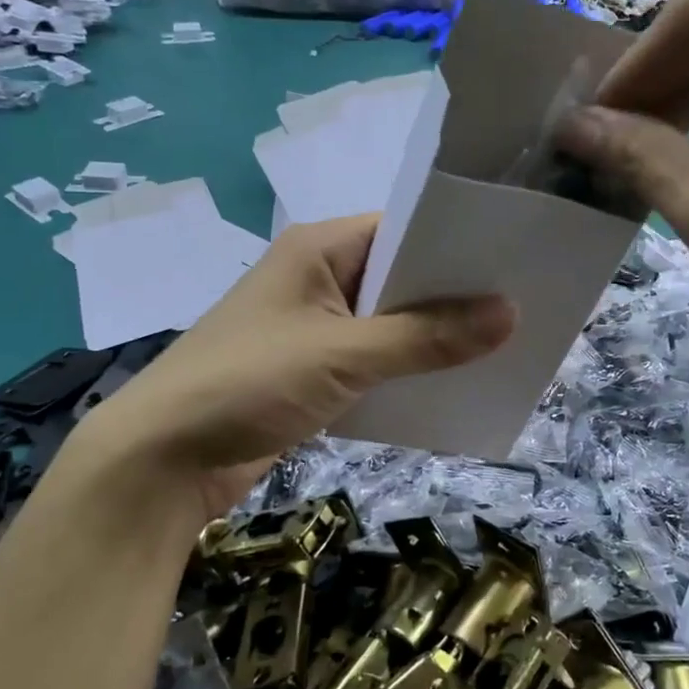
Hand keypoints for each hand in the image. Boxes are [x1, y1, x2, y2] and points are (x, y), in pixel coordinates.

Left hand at [79, 215, 514, 518]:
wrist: (164, 460)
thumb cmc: (248, 383)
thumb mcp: (342, 355)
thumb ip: (425, 337)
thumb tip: (509, 314)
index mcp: (318, 248)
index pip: (403, 228)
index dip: (458, 245)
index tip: (516, 261)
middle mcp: (317, 278)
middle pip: (400, 278)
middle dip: (454, 297)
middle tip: (524, 307)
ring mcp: (313, 327)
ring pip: (389, 324)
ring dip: (432, 339)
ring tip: (504, 347)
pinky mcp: (312, 373)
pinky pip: (373, 362)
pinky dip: (406, 372)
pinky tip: (453, 385)